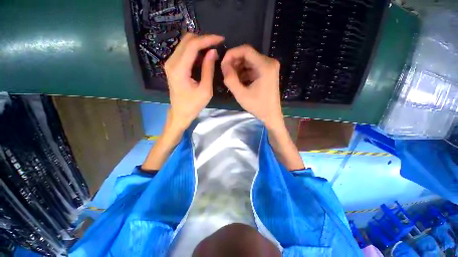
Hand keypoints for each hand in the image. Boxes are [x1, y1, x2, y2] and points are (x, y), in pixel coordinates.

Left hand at [165, 33, 224, 128]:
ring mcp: (170, 63)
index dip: (207, 39)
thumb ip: (208, 70)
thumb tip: (213, 52)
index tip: (220, 39)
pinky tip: (204, 57)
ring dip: (199, 44)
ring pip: (185, 44)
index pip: (193, 45)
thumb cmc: (193, 105)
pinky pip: (183, 51)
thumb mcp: (205, 90)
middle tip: (217, 45)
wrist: (180, 113)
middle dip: (203, 39)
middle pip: (187, 40)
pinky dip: (195, 51)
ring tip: (212, 50)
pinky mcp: (172, 66)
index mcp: (179, 69)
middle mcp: (171, 62)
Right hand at [221, 45, 282, 127]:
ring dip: (238, 68)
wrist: (271, 115)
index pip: (245, 50)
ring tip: (231, 78)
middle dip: (234, 62)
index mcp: (265, 66)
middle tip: (225, 73)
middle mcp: (269, 62)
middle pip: (247, 55)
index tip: (223, 64)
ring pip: (249, 61)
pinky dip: (244, 72)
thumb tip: (224, 65)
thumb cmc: (258, 106)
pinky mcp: (268, 72)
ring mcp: (269, 67)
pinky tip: (239, 81)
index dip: (231, 54)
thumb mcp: (241, 94)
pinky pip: (253, 67)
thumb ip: (230, 79)